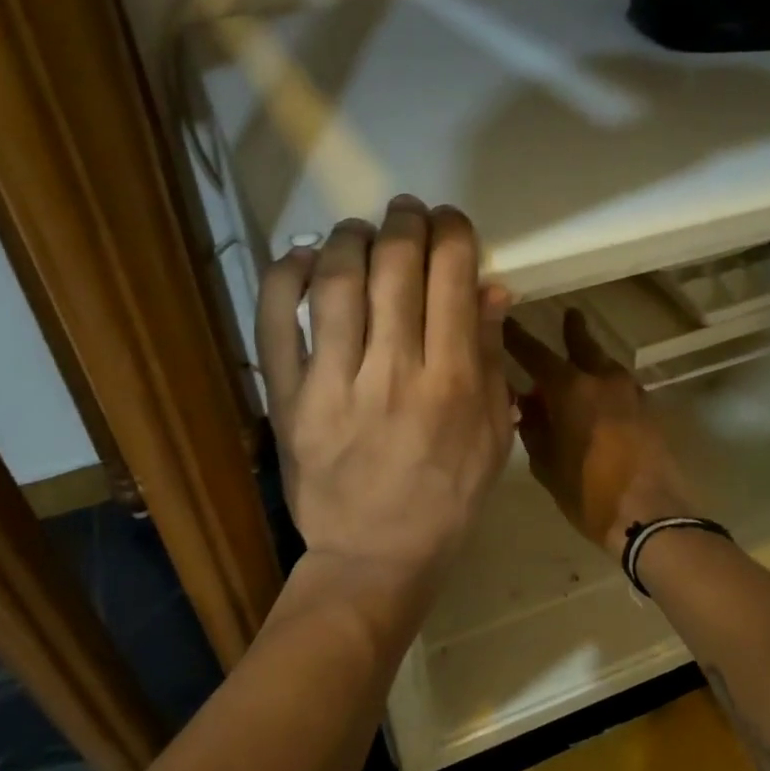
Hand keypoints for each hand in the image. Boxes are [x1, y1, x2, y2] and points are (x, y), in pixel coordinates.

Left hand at [257, 197, 514, 587]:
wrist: (375, 556)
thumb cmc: (447, 499)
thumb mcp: (493, 436)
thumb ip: (492, 359)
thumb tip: (490, 288)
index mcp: (453, 382)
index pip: (453, 277)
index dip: (452, 232)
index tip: (449, 224)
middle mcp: (394, 371)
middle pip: (395, 265)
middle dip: (404, 222)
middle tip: (406, 214)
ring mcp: (334, 384)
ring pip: (337, 280)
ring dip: (349, 237)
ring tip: (359, 231)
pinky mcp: (288, 398)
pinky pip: (276, 321)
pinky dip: (286, 276)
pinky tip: (304, 258)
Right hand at [504, 309, 693, 551]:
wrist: (650, 514)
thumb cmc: (588, 492)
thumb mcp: (546, 464)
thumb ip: (534, 428)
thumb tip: (527, 404)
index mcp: (571, 390)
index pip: (536, 354)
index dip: (518, 338)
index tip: (505, 321)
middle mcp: (602, 381)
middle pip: (584, 346)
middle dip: (572, 331)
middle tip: (568, 316)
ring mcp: (631, 394)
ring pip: (607, 364)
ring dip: (593, 358)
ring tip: (582, 358)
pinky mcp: (649, 411)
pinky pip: (623, 386)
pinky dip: (608, 382)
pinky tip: (602, 394)